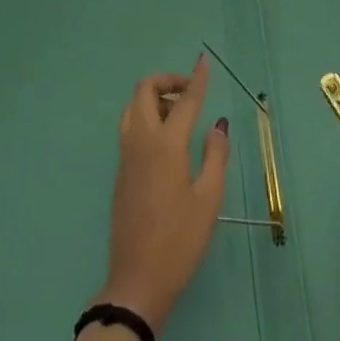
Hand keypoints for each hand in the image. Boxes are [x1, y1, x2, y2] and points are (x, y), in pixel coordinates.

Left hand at [96, 56, 230, 331]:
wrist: (138, 279)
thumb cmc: (180, 241)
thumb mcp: (209, 200)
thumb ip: (216, 156)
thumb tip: (219, 124)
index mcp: (165, 145)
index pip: (184, 101)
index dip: (196, 79)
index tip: (203, 61)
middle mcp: (141, 141)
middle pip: (144, 91)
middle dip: (166, 81)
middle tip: (190, 92)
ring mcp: (126, 155)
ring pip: (133, 107)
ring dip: (153, 98)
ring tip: (180, 114)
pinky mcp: (121, 170)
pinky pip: (130, 126)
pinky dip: (146, 116)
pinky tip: (167, 138)